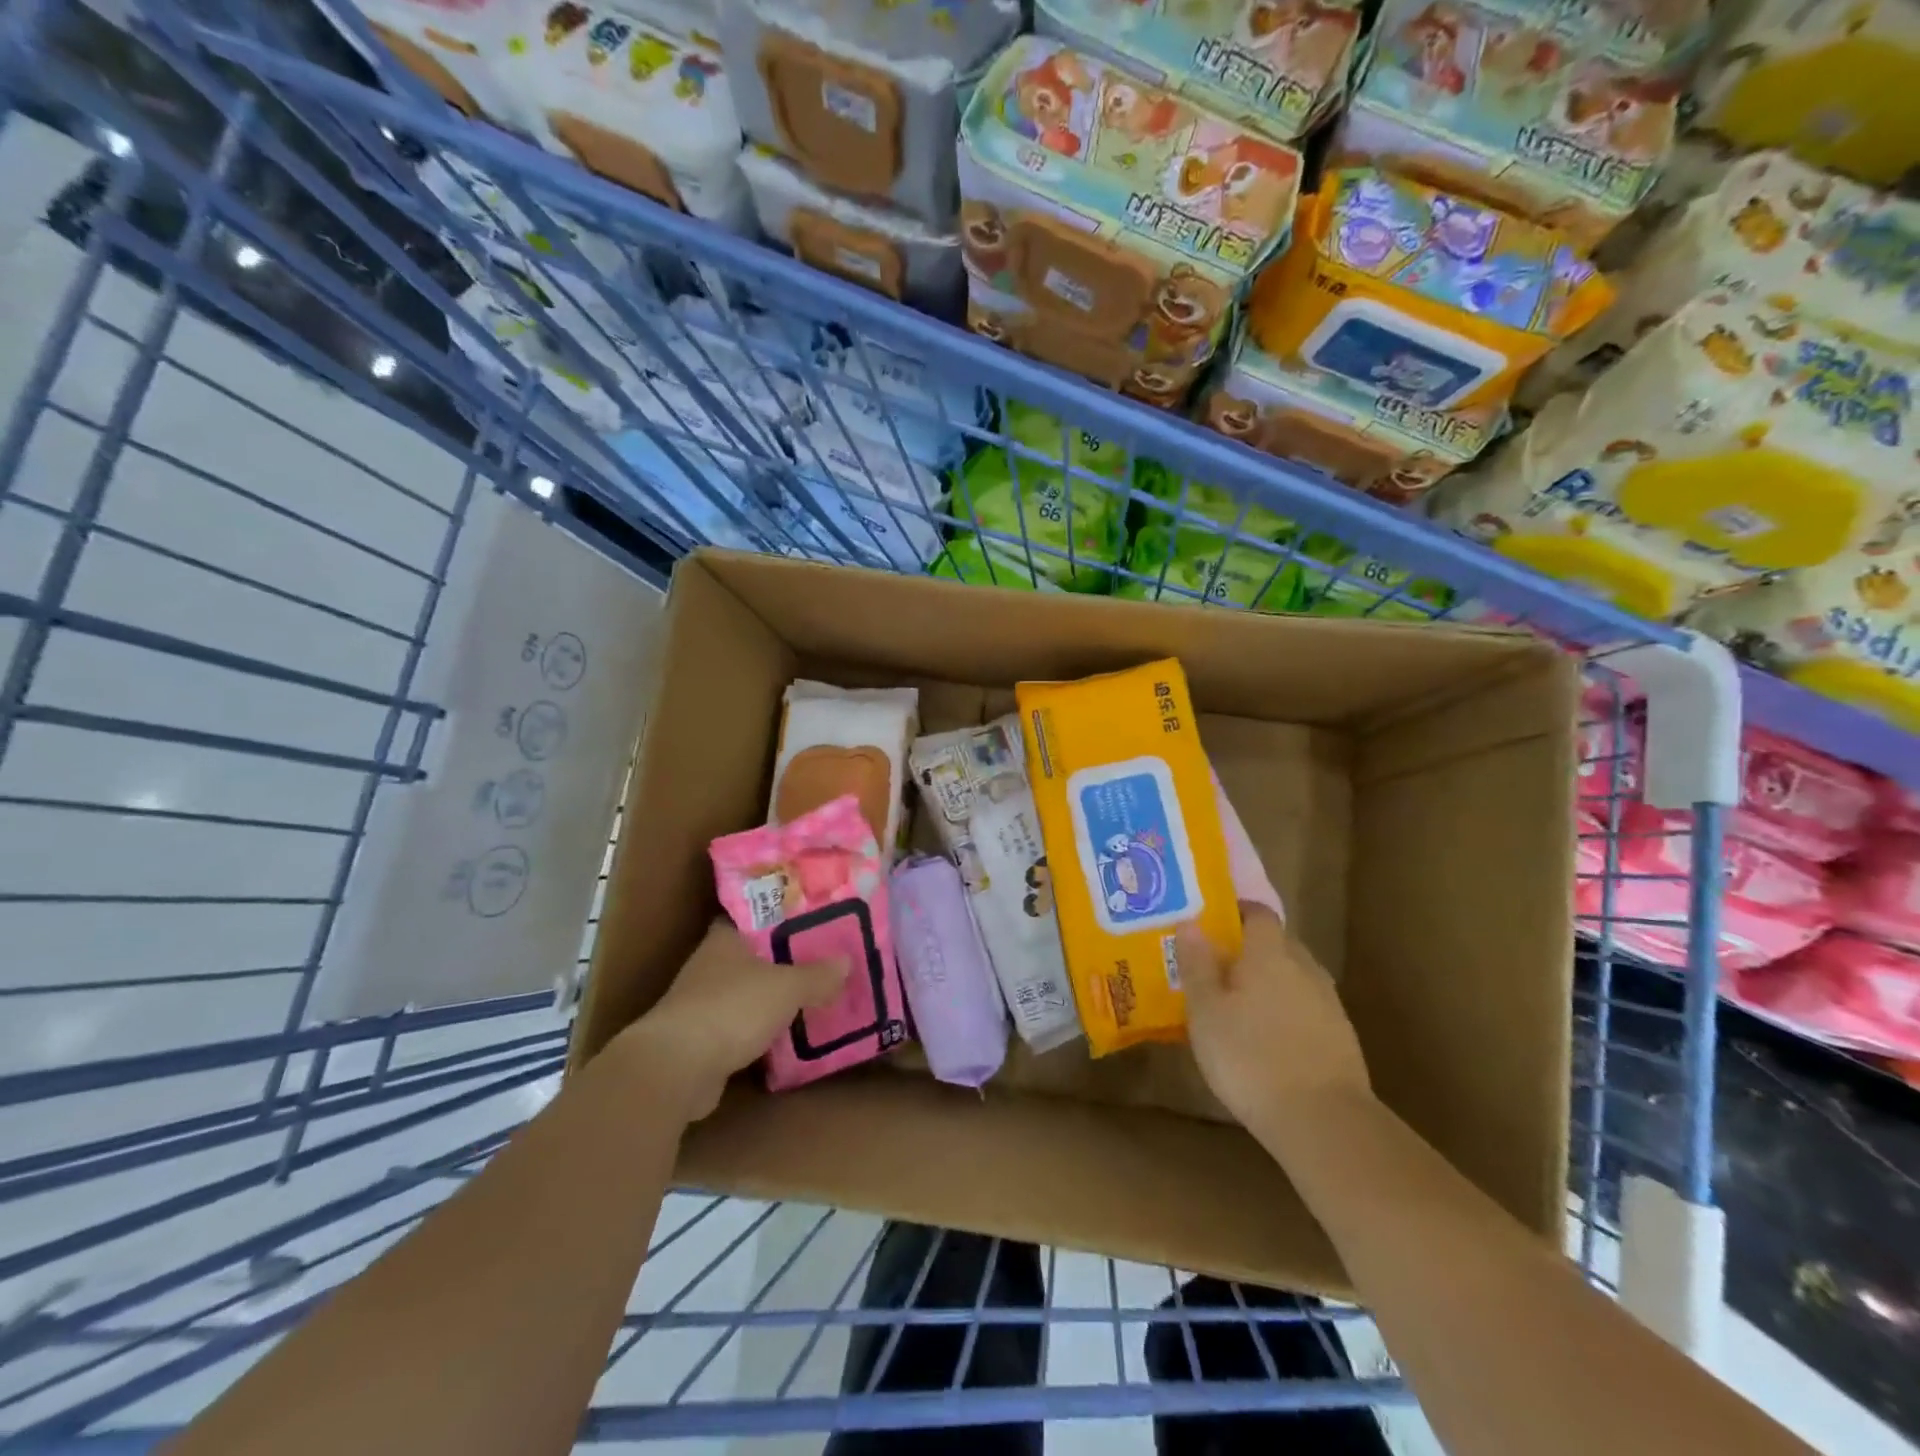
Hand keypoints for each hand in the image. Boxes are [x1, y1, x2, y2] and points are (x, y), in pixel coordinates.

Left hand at [616, 922, 848, 1120]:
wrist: (677, 1068)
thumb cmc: (732, 1008)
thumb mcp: (787, 987)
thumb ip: (817, 975)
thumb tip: (846, 961)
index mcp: (726, 939)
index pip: (755, 915)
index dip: (783, 915)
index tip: (813, 918)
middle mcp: (712, 965)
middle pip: (755, 955)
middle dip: (786, 958)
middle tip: (825, 958)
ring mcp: (704, 1003)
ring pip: (749, 992)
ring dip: (774, 997)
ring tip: (816, 994)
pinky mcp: (703, 1040)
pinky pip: (743, 1026)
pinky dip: (763, 1029)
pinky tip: (790, 1034)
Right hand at [1177, 907, 1370, 1132]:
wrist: (1323, 1122)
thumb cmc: (1249, 1056)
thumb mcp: (1206, 1011)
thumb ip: (1197, 963)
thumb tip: (1190, 921)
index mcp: (1269, 952)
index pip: (1257, 912)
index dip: (1235, 912)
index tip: (1210, 923)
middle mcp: (1304, 967)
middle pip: (1277, 943)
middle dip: (1249, 949)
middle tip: (1216, 966)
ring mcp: (1328, 1002)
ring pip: (1293, 976)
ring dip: (1269, 982)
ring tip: (1238, 1004)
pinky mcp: (1340, 1037)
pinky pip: (1305, 1007)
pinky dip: (1285, 1012)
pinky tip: (1267, 1038)